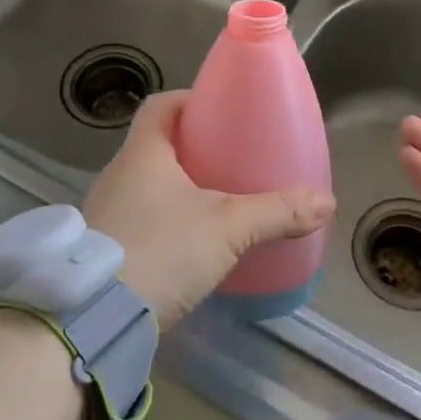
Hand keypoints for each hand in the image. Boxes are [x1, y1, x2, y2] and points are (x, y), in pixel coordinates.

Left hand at [84, 91, 334, 325]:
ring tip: (216, 204)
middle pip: (155, 145)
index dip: (189, 101)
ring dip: (177, 188)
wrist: (94, 319)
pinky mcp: (101, 250)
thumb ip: (277, 212)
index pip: (160, 106)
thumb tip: (326, 202)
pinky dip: (164, 221)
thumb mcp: (228, 228)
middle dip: (192, 149)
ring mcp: (104, 213)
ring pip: (146, 185)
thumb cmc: (162, 250)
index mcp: (142, 154)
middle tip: (230, 161)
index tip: (220, 111)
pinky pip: (138, 219)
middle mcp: (116, 175)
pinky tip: (189, 246)